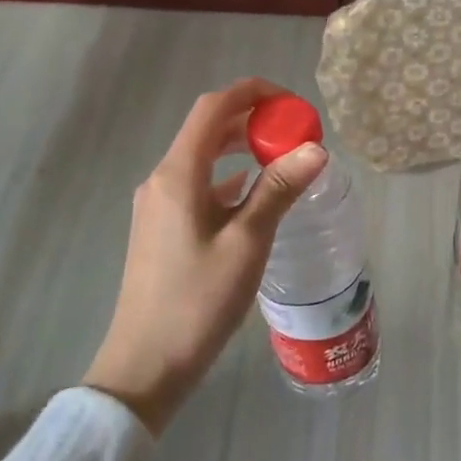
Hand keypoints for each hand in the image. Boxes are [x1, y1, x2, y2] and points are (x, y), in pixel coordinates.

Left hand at [84, 78, 326, 434]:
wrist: (144, 367)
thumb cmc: (197, 302)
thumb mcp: (247, 242)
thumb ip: (279, 189)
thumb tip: (316, 149)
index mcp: (178, 174)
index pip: (213, 108)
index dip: (252, 93)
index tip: (291, 103)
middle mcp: (162, 179)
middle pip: (207, 128)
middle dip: (252, 119)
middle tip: (295, 130)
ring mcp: (158, 204)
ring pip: (202, 156)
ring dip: (241, 146)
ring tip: (282, 155)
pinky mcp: (161, 227)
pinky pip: (198, 183)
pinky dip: (229, 175)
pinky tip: (254, 191)